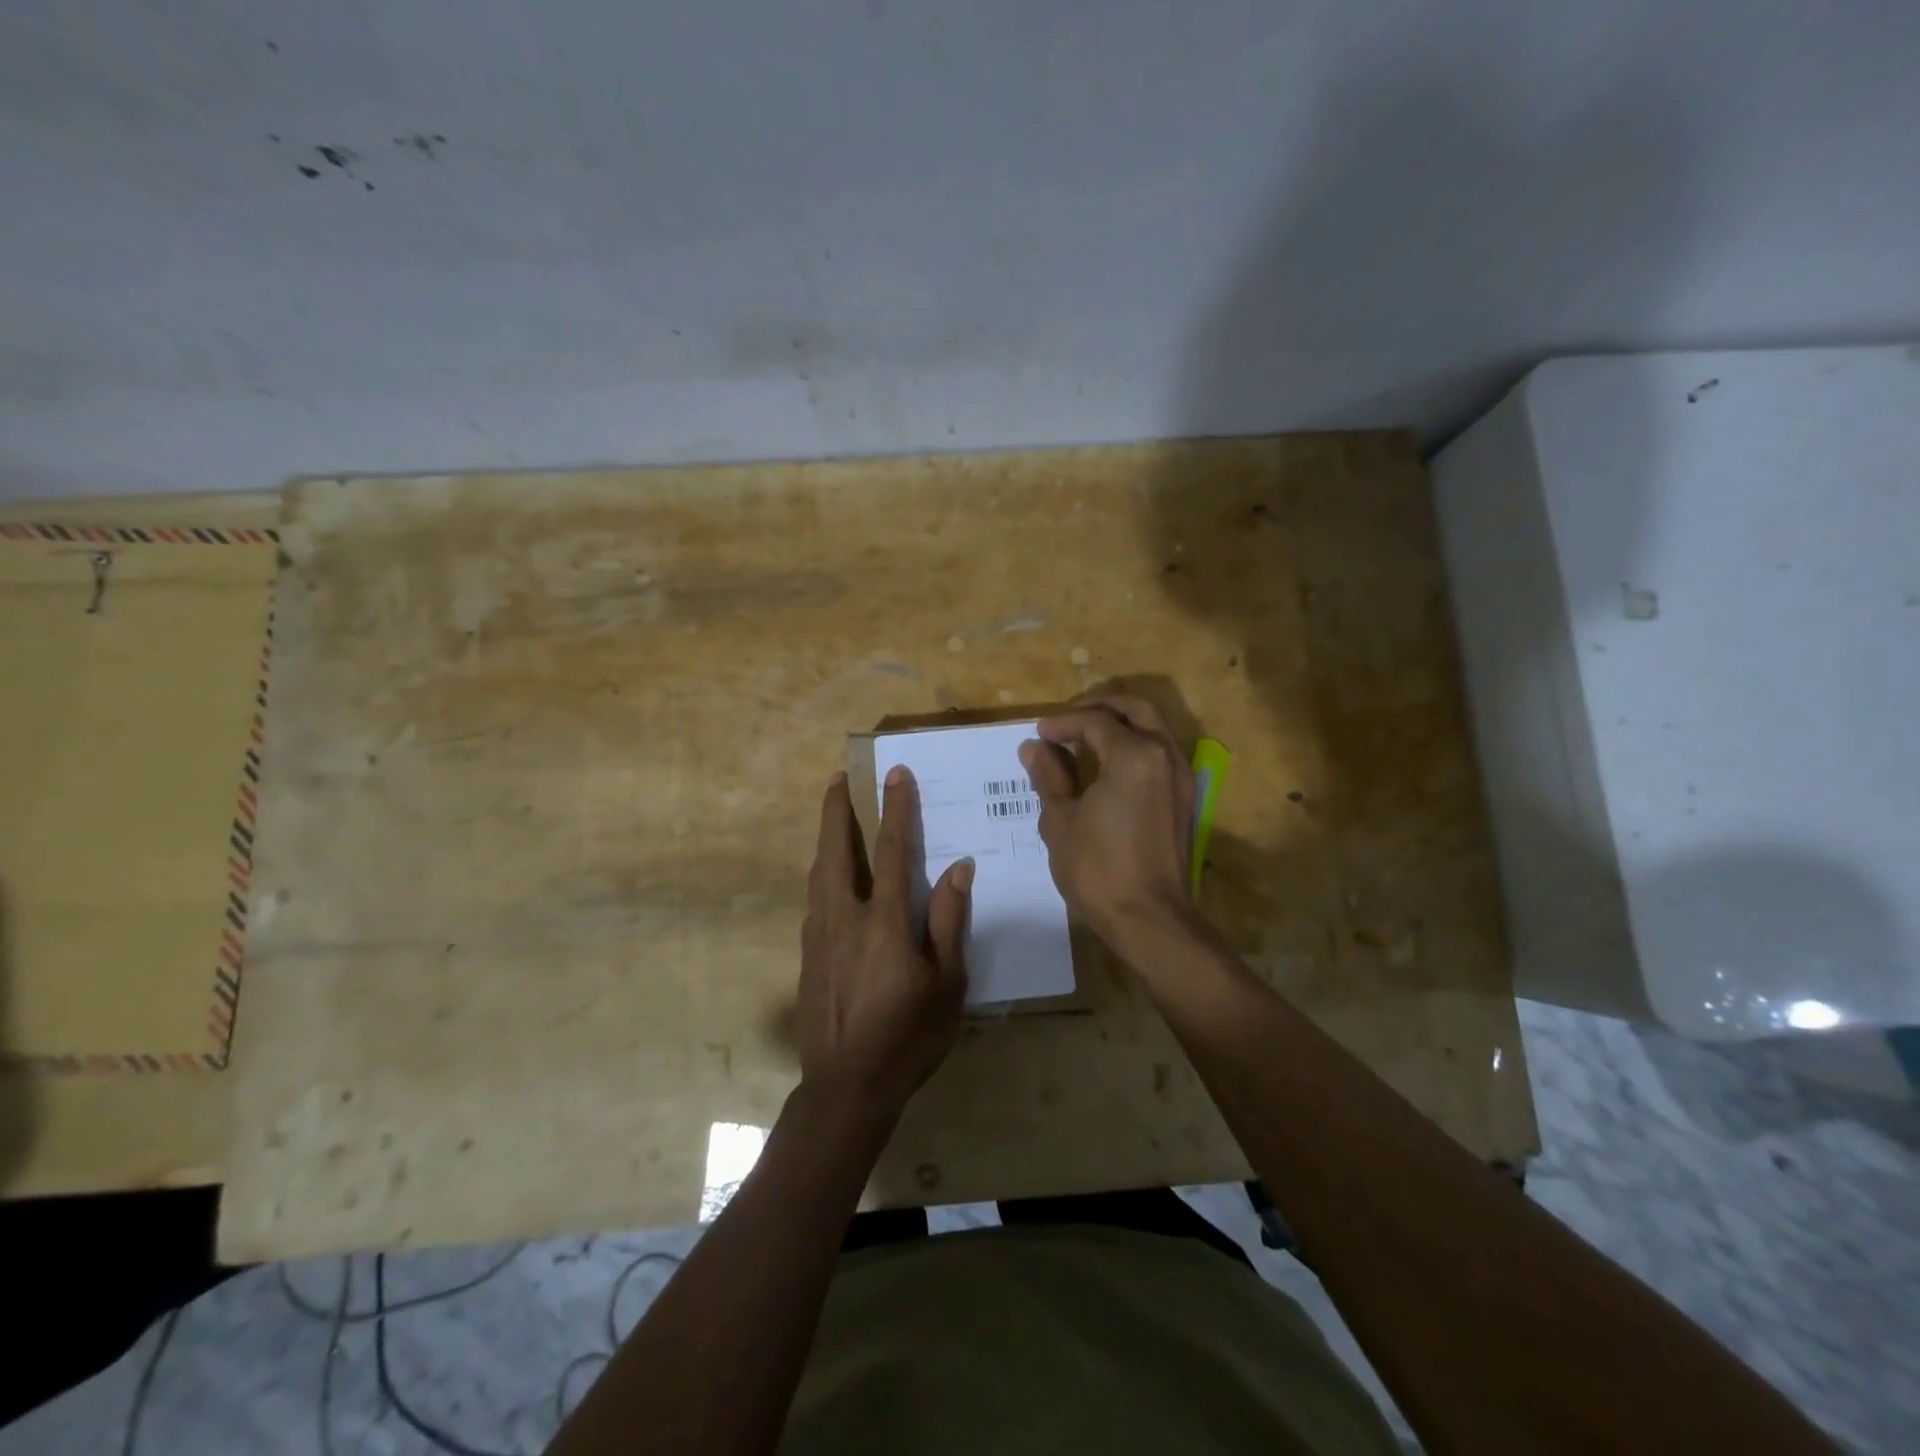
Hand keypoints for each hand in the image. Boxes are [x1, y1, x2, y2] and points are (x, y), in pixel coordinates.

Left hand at [796, 768, 970, 1124]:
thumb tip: (959, 868)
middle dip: (835, 811)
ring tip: (831, 818)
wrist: (846, 1087)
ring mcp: (819, 937)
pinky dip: (823, 876)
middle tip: (836, 778)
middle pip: (836, 852)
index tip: (896, 774)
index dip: (896, 809)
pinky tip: (831, 881)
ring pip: (819, 875)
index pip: (892, 851)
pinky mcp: (807, 957)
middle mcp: (845, 918)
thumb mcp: (947, 983)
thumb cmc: (908, 1036)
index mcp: (884, 922)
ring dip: (826, 840)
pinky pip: (815, 902)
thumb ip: (948, 921)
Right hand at [1021, 695, 1195, 946]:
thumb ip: (1049, 776)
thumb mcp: (1061, 820)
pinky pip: (1160, 752)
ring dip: (1121, 723)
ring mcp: (1181, 777)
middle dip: (1100, 706)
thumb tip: (1034, 747)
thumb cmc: (1098, 869)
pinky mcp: (1184, 799)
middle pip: (1136, 709)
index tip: (1038, 733)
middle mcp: (1164, 756)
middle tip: (1068, 719)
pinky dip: (1135, 744)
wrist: (1150, 919)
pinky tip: (1109, 765)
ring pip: (1154, 727)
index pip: (1095, 721)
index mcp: (1134, 755)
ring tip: (1086, 737)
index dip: (1063, 722)